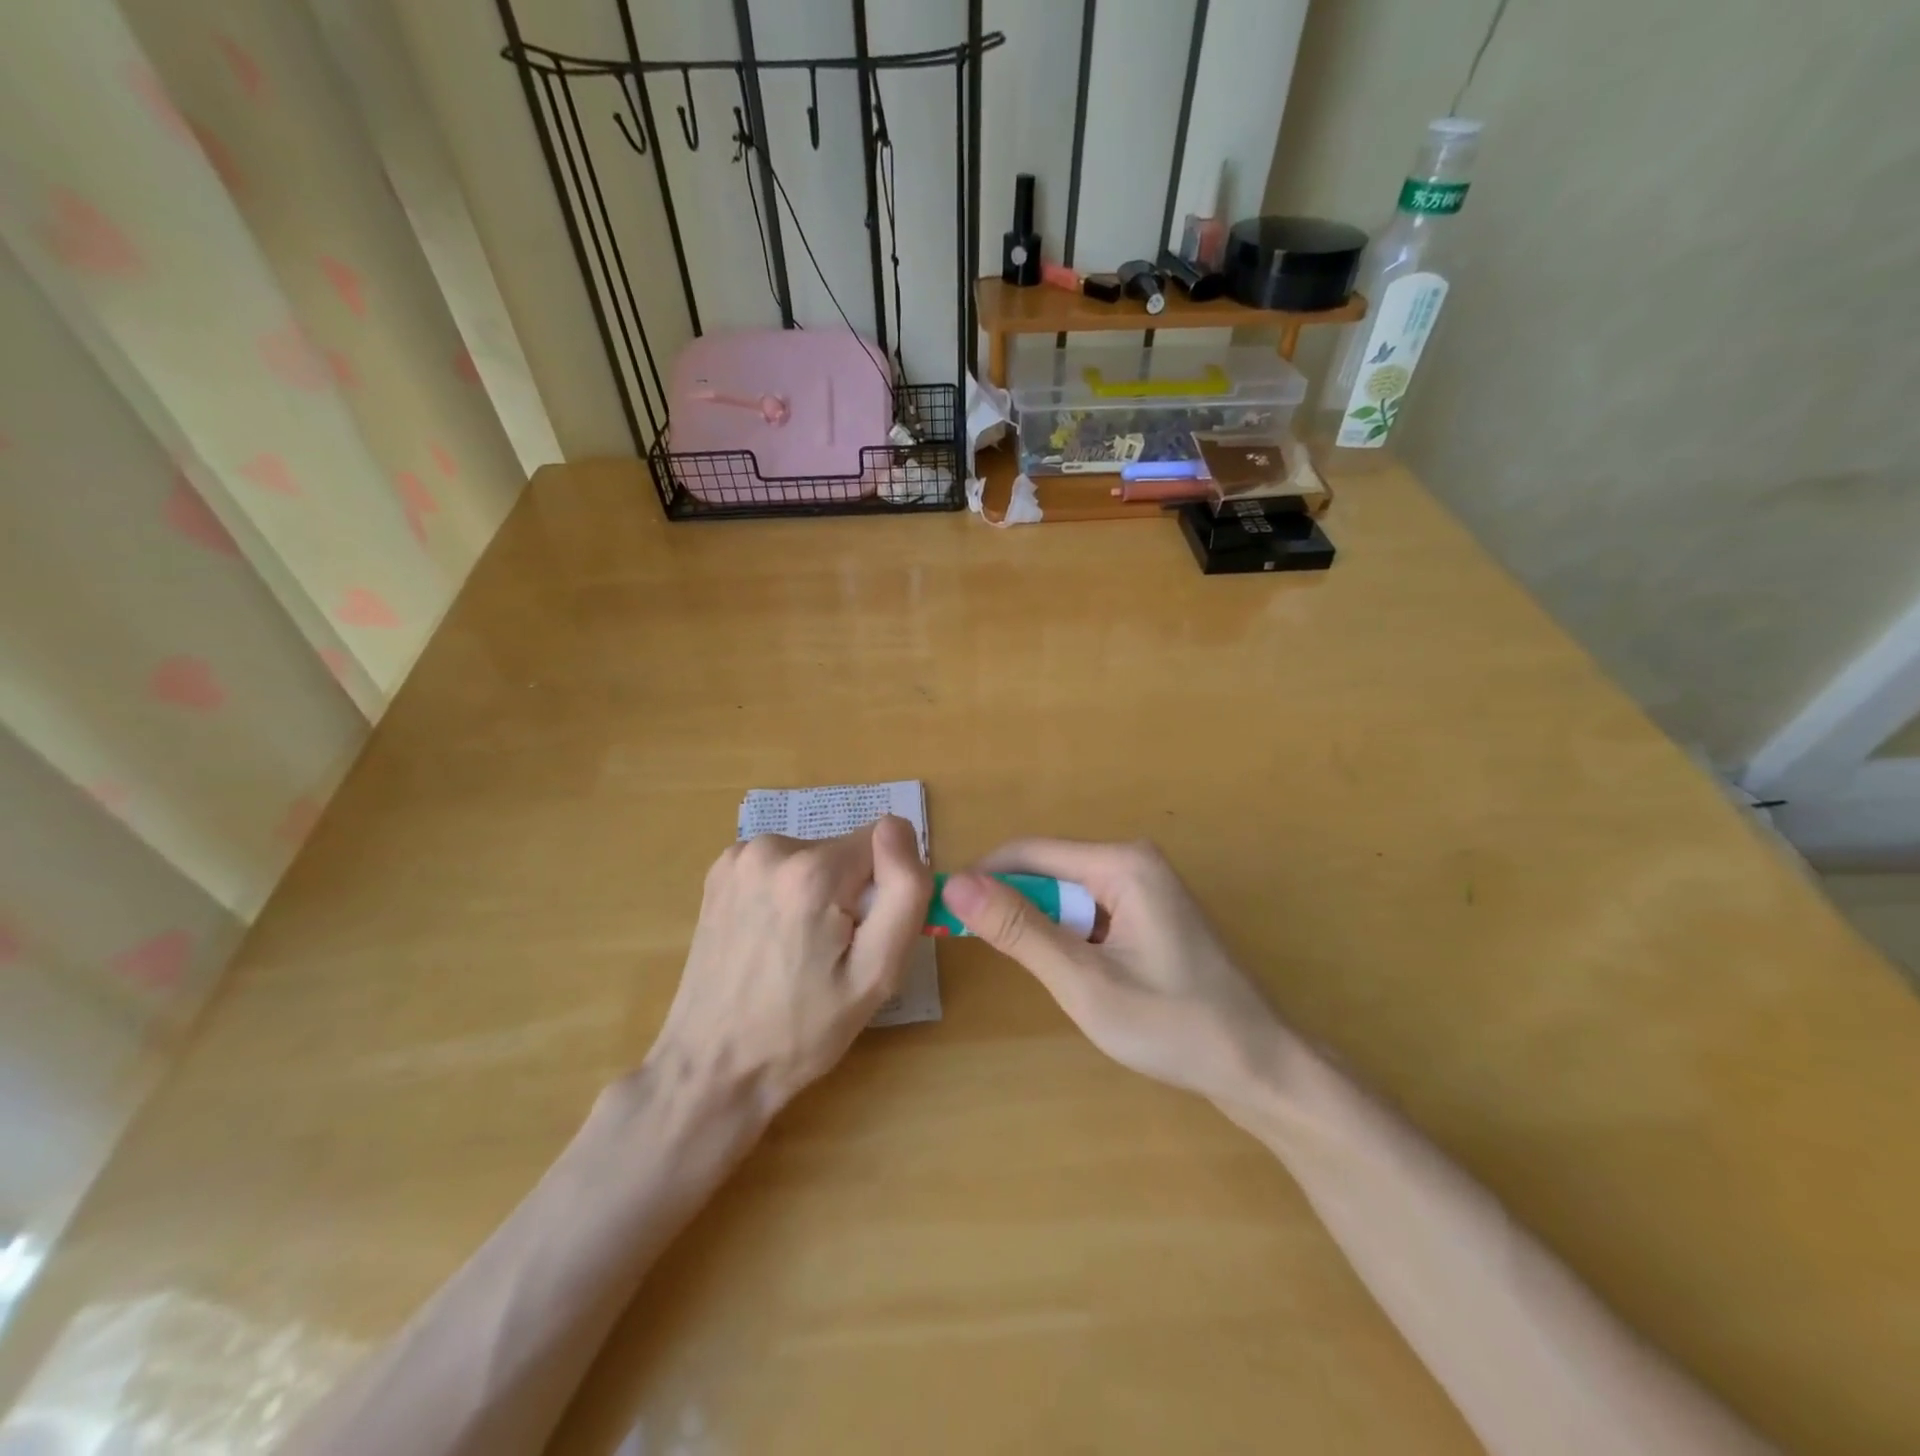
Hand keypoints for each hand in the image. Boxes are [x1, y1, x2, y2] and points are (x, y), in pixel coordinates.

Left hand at [651, 816, 931, 1116]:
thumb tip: (898, 827)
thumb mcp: (877, 973)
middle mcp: (770, 847)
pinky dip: (789, 894)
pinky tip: (772, 940)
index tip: (861, 938)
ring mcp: (739, 856)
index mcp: (811, 871)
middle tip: (831, 955)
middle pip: (847, 851)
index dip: (883, 892)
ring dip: (819, 894)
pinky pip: (784, 865)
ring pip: (816, 858)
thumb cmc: (802, 1030)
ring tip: (798, 952)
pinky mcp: (721, 870)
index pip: (883, 844)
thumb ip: (904, 891)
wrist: (713, 1066)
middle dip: (850, 894)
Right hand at [941, 840, 1284, 1104]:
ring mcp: (1146, 886)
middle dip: (1012, 907)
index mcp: (1121, 863)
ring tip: (1036, 972)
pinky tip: (1074, 974)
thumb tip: (957, 884)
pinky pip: (1091, 911)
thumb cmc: (1174, 1027)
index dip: (982, 880)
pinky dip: (1068, 936)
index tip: (943, 914)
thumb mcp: (1085, 983)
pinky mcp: (1150, 911)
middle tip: (982, 954)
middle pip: (1048, 871)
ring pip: (1067, 894)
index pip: (1028, 853)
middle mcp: (1133, 860)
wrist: (1260, 1067)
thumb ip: (1020, 930)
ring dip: (1040, 926)